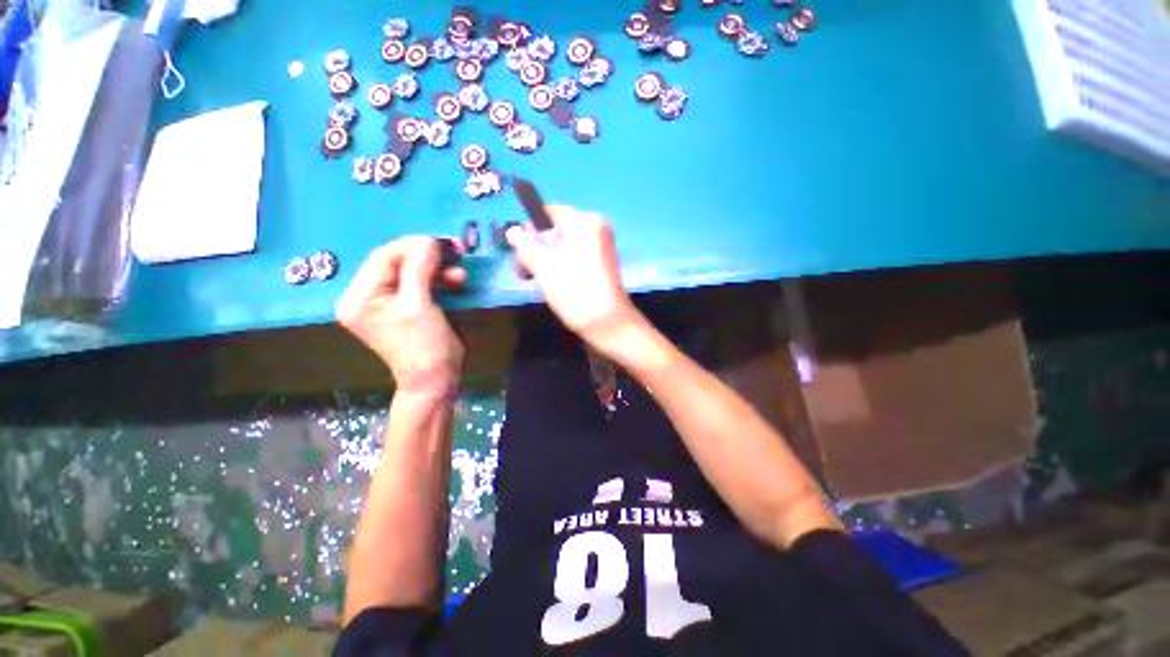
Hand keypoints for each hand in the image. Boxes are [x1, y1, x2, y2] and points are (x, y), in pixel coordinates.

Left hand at [336, 237, 465, 398]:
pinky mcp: (403, 308)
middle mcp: (366, 297)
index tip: (445, 241)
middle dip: (429, 257)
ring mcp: (385, 303)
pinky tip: (455, 283)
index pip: (384, 256)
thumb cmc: (425, 345)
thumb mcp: (420, 305)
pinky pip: (420, 284)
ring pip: (412, 272)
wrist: (435, 379)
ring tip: (460, 276)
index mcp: (359, 297)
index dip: (415, 245)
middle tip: (458, 251)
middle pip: (397, 263)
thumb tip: (428, 240)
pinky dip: (438, 281)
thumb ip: (419, 268)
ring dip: (438, 270)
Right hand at [506, 206, 642, 356]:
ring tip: (538, 282)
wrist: (609, 324)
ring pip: (563, 246)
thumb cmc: (575, 293)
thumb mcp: (544, 268)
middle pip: (555, 230)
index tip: (519, 253)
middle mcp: (597, 228)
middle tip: (526, 273)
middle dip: (537, 249)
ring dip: (546, 261)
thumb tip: (512, 230)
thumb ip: (525, 245)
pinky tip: (555, 285)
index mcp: (585, 222)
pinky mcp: (602, 263)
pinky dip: (561, 266)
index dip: (529, 230)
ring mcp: (601, 246)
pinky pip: (574, 256)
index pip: (549, 213)